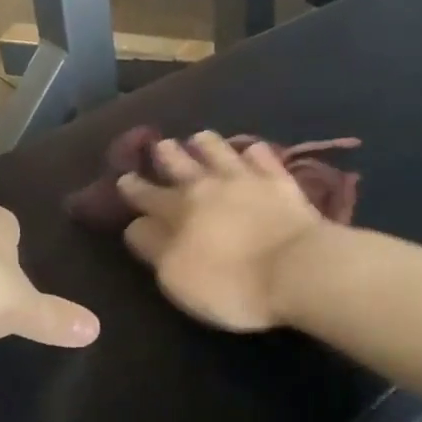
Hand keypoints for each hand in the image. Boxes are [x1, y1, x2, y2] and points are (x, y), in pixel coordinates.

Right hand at [117, 132, 328, 331]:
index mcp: (178, 211)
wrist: (297, 268)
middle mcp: (208, 186)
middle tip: (160, 144)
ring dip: (206, 144)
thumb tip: (136, 225)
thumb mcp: (177, 277)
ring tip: (199, 137)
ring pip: (220, 151)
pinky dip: (253, 152)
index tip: (124, 178)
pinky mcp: (281, 181)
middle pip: (181, 165)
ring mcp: (246, 179)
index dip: (133, 189)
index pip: (148, 196)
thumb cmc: (232, 283)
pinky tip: (252, 150)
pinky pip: (263, 158)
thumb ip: (153, 248)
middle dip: (167, 155)